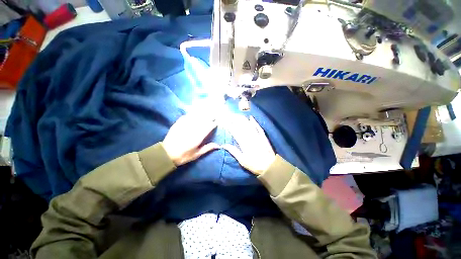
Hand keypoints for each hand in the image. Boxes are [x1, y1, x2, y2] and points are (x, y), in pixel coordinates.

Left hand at [163, 115, 218, 165]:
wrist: (166, 154)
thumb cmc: (183, 155)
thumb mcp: (197, 154)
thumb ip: (207, 148)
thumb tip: (218, 145)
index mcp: (198, 137)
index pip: (208, 127)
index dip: (213, 123)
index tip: (217, 121)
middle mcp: (192, 129)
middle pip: (203, 120)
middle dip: (209, 116)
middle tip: (214, 114)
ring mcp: (184, 125)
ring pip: (195, 116)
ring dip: (202, 113)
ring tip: (206, 110)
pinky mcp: (178, 124)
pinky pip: (186, 116)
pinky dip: (191, 114)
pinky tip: (194, 112)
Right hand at [221, 115, 275, 174]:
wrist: (270, 166)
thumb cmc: (254, 164)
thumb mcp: (242, 160)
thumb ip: (233, 151)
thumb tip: (223, 145)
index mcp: (243, 143)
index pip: (234, 132)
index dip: (229, 126)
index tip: (224, 122)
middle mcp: (250, 137)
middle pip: (241, 126)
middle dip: (234, 120)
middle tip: (229, 115)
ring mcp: (257, 135)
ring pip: (249, 125)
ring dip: (243, 119)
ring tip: (237, 115)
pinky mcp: (263, 136)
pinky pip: (258, 127)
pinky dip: (254, 122)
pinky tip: (251, 117)